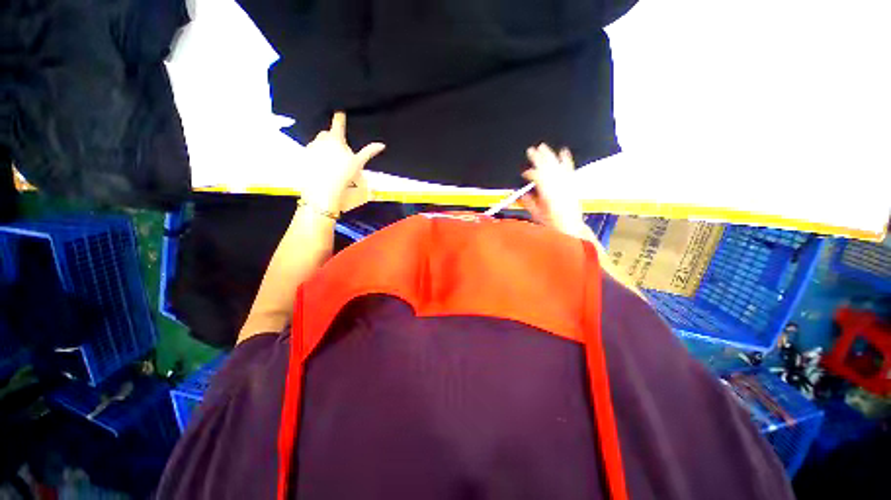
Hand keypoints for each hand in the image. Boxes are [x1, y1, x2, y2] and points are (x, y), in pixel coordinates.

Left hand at [301, 112, 385, 214]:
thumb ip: (369, 152)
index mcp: (335, 139)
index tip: (339, 111)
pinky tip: (323, 167)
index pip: (338, 123)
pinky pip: (311, 152)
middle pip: (327, 134)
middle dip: (332, 138)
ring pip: (318, 143)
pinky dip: (317, 156)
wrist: (323, 190)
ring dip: (324, 147)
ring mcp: (310, 148)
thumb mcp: (358, 164)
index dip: (339, 117)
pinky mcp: (304, 157)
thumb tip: (382, 145)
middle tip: (340, 151)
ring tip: (332, 163)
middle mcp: (320, 139)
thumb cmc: (344, 175)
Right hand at [520, 144, 592, 239]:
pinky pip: (569, 168)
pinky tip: (564, 151)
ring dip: (550, 155)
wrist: (571, 228)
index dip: (529, 173)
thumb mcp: (537, 215)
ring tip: (543, 147)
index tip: (524, 173)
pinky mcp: (573, 184)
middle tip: (531, 150)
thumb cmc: (554, 225)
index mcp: (548, 194)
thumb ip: (529, 203)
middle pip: (547, 167)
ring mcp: (567, 184)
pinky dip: (566, 160)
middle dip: (538, 158)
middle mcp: (559, 187)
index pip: (537, 177)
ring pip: (557, 166)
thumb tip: (523, 194)